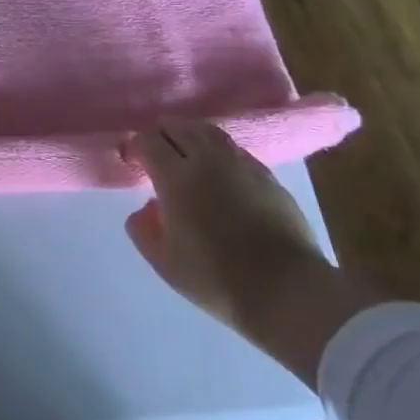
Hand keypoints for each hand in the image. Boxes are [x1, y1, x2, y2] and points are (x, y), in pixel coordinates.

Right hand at [124, 120, 385, 385]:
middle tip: (156, 154)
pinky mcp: (269, 176)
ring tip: (186, 155)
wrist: (288, 293)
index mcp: (176, 178)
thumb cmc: (217, 279)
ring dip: (191, 136)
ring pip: (209, 132)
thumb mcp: (164, 263)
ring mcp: (242, 164)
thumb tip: (144, 210)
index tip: (131, 161)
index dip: (135, 146)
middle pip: (179, 126)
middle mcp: (208, 160)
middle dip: (162, 135)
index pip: (148, 140)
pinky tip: (220, 172)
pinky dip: (219, 152)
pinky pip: (235, 150)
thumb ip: (143, 230)